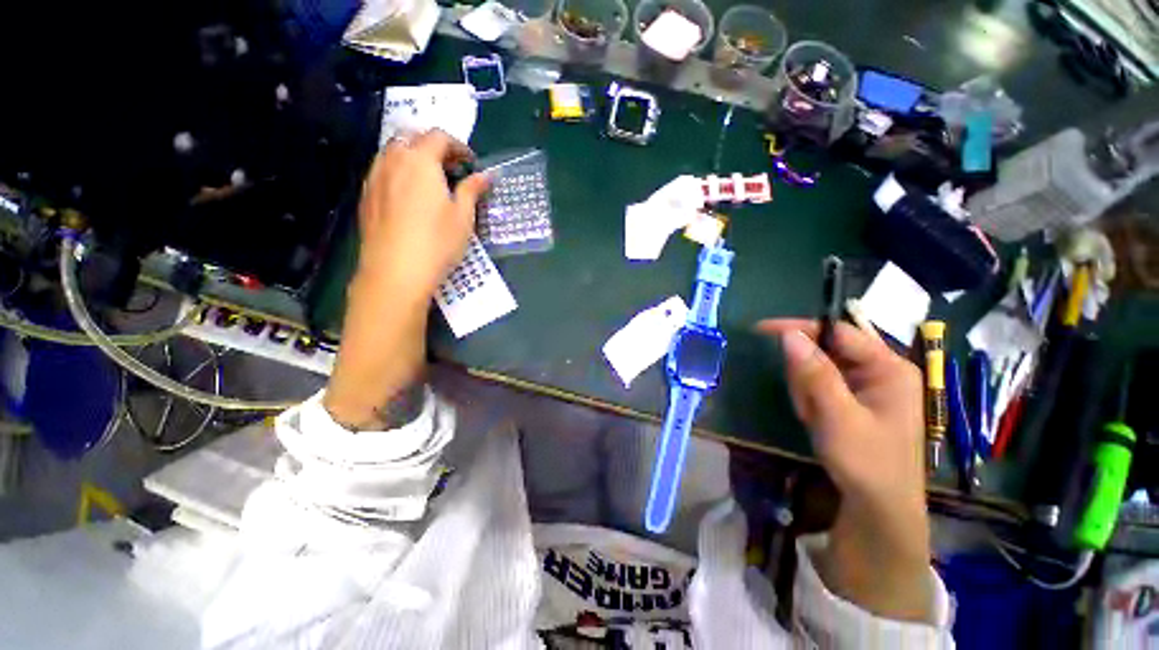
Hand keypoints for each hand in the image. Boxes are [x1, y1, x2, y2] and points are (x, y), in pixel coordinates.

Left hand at [356, 130, 489, 299]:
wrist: (395, 272)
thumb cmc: (437, 242)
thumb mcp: (463, 216)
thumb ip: (472, 190)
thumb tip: (486, 175)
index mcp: (420, 161)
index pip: (438, 136)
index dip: (458, 146)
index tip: (471, 163)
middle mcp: (392, 160)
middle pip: (411, 138)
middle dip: (433, 147)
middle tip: (451, 169)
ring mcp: (374, 177)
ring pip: (393, 153)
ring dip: (414, 157)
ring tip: (431, 181)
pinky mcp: (366, 196)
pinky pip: (382, 171)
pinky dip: (399, 172)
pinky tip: (410, 196)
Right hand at [757, 319, 932, 622]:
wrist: (878, 509)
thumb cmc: (866, 462)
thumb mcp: (836, 416)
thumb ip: (814, 373)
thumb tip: (788, 334)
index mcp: (889, 367)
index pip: (838, 331)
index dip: (801, 328)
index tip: (763, 331)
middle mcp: (881, 370)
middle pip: (827, 350)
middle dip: (806, 373)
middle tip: (806, 405)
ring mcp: (868, 386)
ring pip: (819, 369)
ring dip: (807, 391)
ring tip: (814, 418)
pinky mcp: (855, 400)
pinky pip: (822, 386)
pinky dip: (811, 400)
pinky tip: (817, 420)